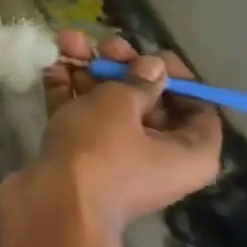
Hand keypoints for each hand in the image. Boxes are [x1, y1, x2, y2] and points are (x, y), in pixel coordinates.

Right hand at [9, 29, 222, 237]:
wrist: (51, 205)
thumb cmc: (99, 154)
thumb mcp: (120, 106)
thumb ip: (136, 80)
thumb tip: (152, 67)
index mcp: (189, 151)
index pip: (196, 106)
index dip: (174, 75)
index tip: (148, 52)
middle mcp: (156, 155)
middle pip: (145, 102)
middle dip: (121, 68)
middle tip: (102, 44)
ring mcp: (114, 157)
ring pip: (106, 107)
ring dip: (88, 73)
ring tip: (66, 41)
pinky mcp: (77, 158)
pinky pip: (79, 118)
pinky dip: (67, 93)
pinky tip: (52, 64)